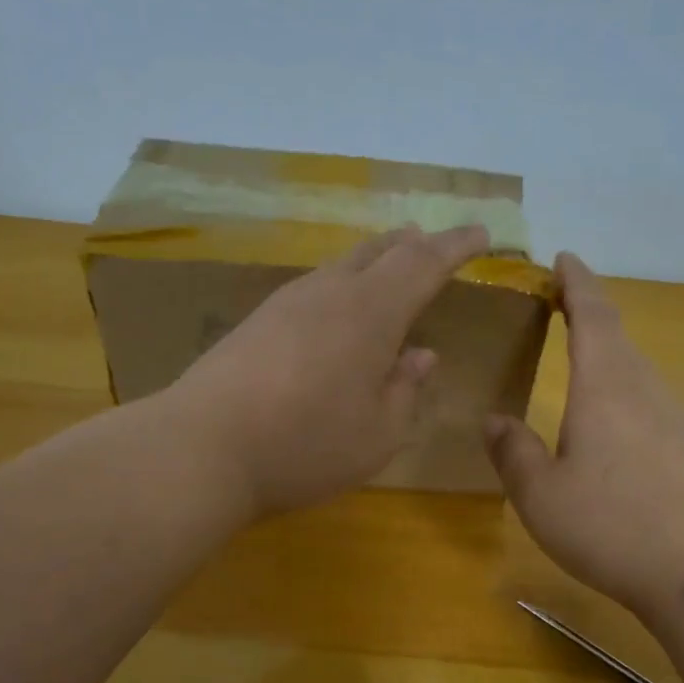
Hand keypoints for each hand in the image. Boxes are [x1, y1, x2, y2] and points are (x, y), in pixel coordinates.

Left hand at [171, 225, 489, 517]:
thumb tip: (421, 356)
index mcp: (371, 312)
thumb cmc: (306, 444)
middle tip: (432, 244)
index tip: (482, 234)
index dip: (456, 246)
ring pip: (341, 266)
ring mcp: (286, 303)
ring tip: (389, 268)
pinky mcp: (256, 322)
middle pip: (379, 251)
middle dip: (413, 245)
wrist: (202, 448)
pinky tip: (336, 311)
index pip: (424, 262)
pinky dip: (341, 287)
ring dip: (374, 262)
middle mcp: (330, 293)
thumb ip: (406, 390)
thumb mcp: (378, 433)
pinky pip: (314, 288)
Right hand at [484, 253, 683, 626]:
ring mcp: (672, 419)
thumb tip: (495, 420)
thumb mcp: (540, 494)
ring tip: (579, 359)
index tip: (564, 258)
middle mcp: (643, 390)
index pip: (592, 315)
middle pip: (617, 335)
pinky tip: (610, 422)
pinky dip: (622, 389)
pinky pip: (648, 400)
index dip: (576, 282)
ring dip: (606, 352)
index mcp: (604, 386)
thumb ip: (513, 451)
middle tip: (558, 307)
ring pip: (635, 369)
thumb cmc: (610, 526)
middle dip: (588, 313)